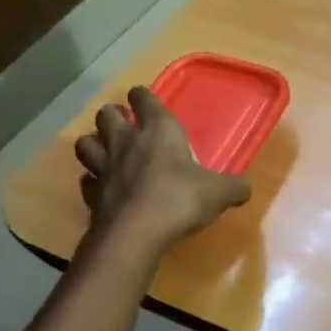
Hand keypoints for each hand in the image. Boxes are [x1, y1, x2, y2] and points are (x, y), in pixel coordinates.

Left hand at [74, 86, 249, 249]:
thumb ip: (234, 187)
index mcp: (159, 131)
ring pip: (86, 142)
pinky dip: (93, 180)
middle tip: (125, 125)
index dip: (144, 97)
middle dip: (114, 116)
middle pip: (106, 115)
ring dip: (95, 143)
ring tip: (106, 151)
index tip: (145, 99)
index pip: (144, 98)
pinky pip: (86, 180)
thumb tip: (245, 188)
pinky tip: (103, 186)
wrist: (136, 233)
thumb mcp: (220, 193)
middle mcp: (126, 141)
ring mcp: (103, 167)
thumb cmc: (180, 200)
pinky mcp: (91, 194)